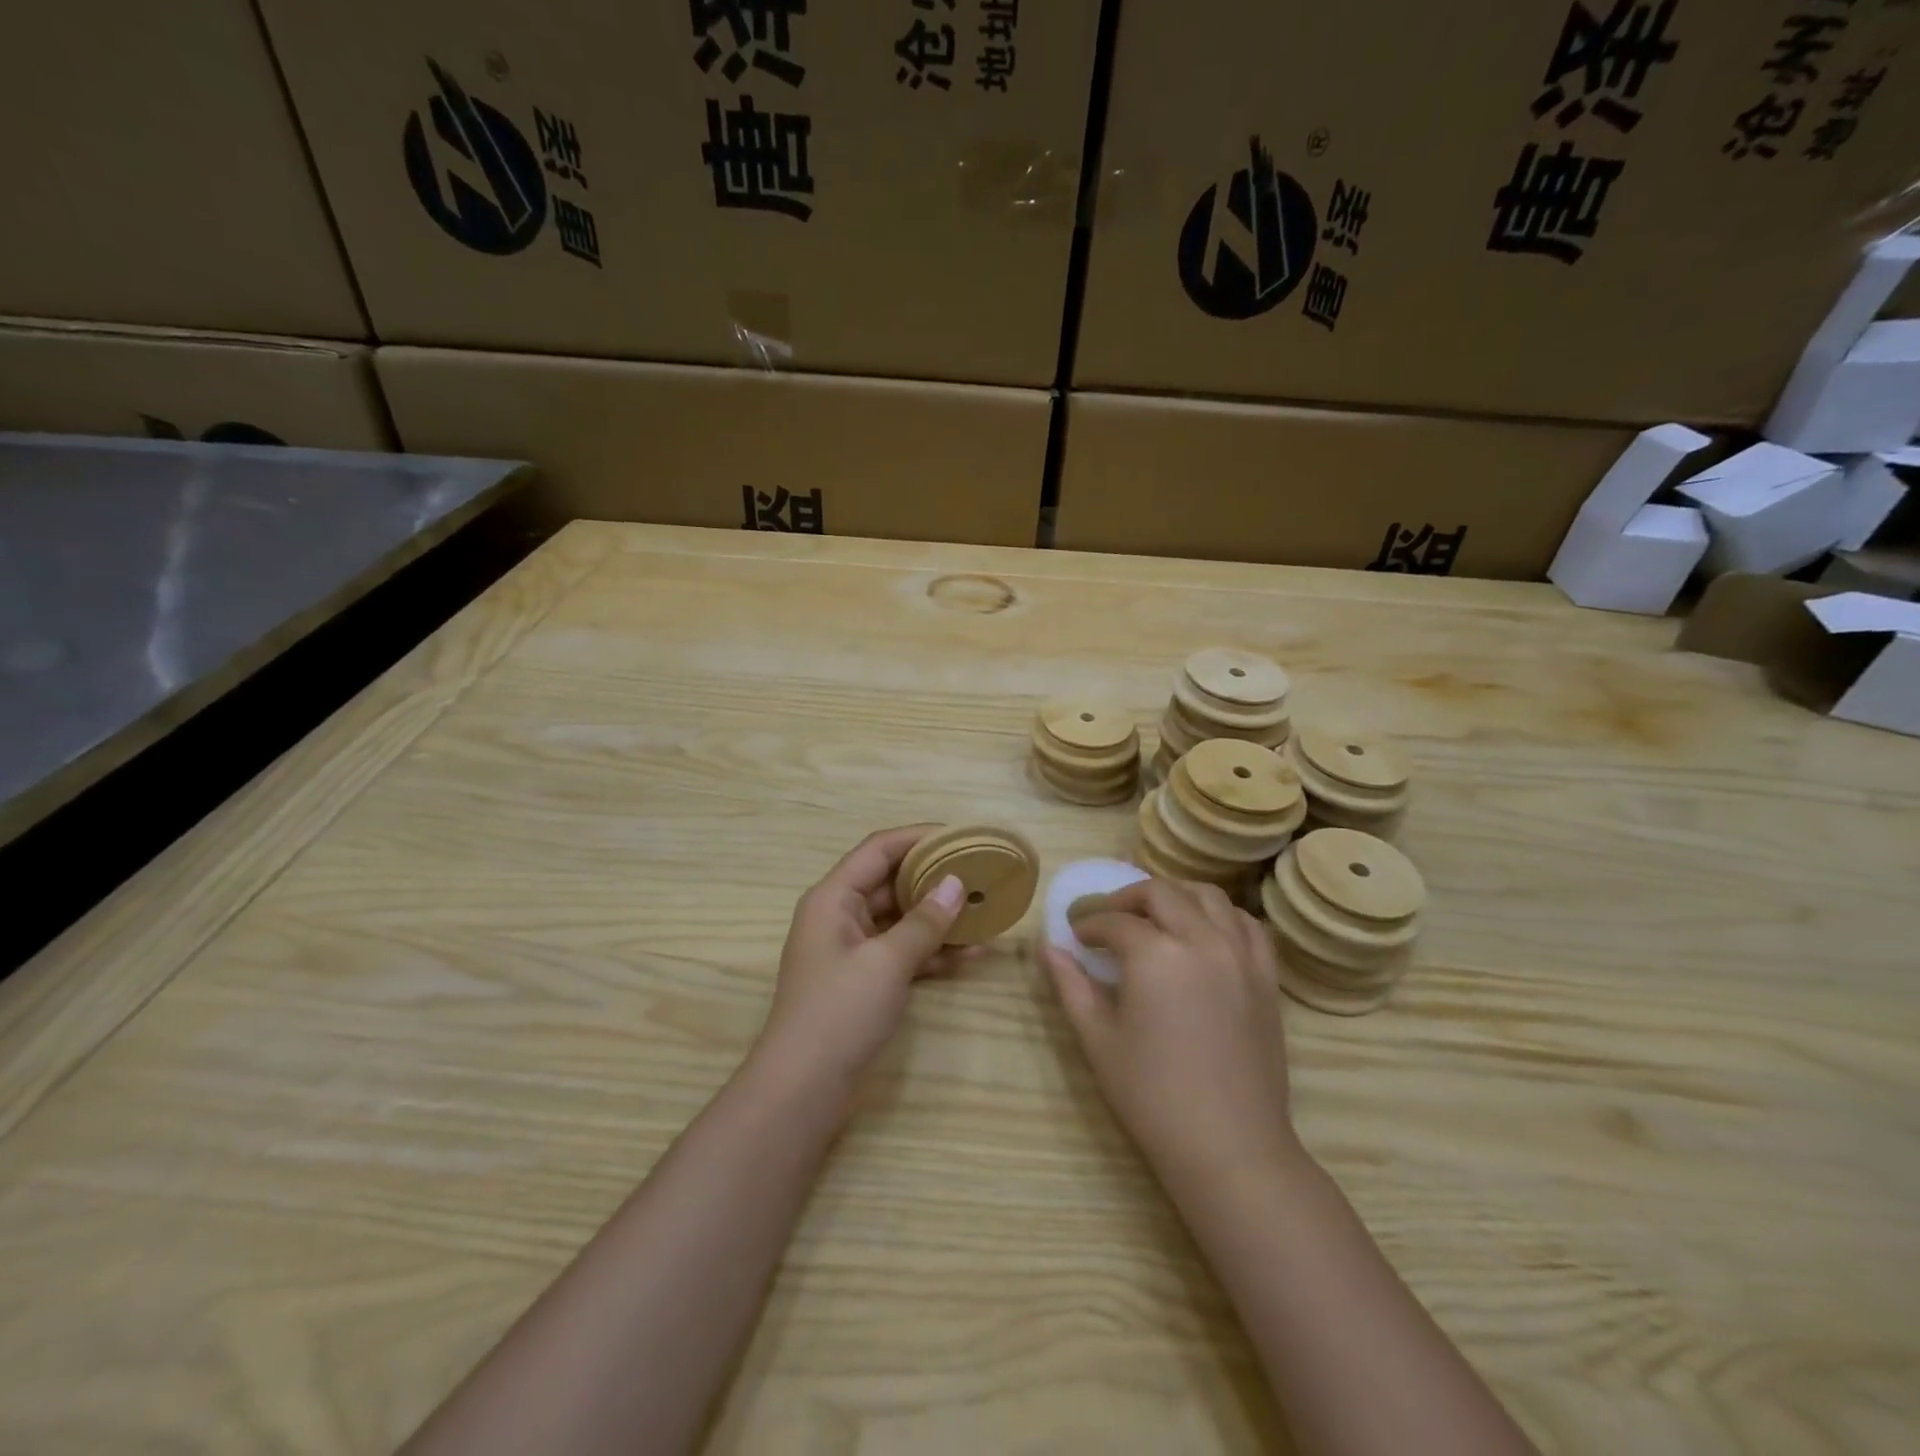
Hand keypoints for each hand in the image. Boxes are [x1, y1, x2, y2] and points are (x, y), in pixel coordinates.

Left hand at [758, 826, 967, 1094]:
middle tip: (979, 872)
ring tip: (984, 911)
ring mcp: (852, 950)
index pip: (878, 849)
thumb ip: (924, 921)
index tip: (960, 835)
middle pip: (891, 881)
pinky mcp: (864, 980)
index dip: (918, 836)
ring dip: (938, 916)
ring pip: (900, 918)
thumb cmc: (839, 1013)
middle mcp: (840, 916)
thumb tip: (956, 883)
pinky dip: (931, 951)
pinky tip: (970, 954)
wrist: (803, 1090)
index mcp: (833, 898)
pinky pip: (902, 951)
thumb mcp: (887, 962)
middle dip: (934, 877)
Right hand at [1042, 879, 1301, 1193]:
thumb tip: (1046, 947)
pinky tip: (1203, 931)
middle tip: (1108, 920)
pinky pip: (1246, 924)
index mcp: (1155, 955)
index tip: (1076, 935)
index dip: (1089, 924)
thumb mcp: (1098, 1039)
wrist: (1230, 1147)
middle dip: (1127, 898)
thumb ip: (1070, 985)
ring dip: (1174, 896)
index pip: (1114, 921)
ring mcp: (1240, 954)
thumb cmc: (1152, 1096)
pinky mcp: (1266, 976)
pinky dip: (1220, 914)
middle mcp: (1201, 940)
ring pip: (1207, 896)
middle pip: (1161, 892)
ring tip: (1154, 917)